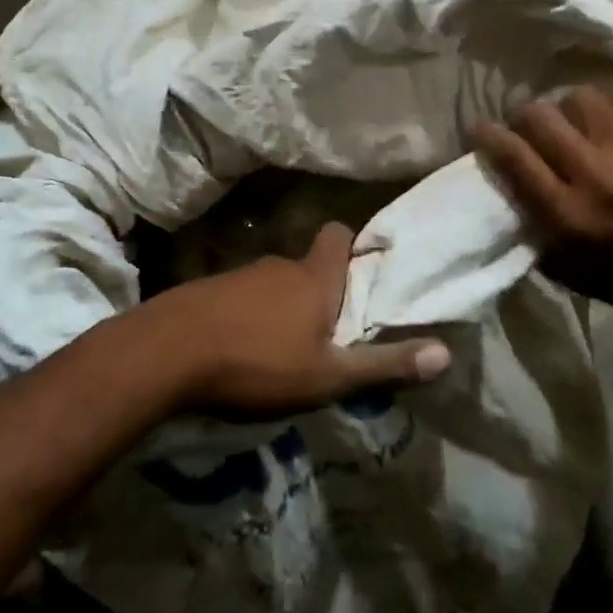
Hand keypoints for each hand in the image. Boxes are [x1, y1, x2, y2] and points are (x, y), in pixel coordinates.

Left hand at [146, 222, 449, 415]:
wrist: (166, 353)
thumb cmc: (257, 363)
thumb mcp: (327, 376)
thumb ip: (384, 366)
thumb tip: (447, 353)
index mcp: (313, 278)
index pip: (339, 236)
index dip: (352, 248)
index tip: (360, 276)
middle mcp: (278, 266)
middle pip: (309, 268)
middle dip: (320, 294)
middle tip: (328, 337)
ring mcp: (238, 275)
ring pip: (273, 286)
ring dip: (282, 311)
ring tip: (282, 354)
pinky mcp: (206, 291)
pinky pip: (240, 299)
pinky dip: (247, 318)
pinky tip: (239, 353)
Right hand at [472, 82, 612, 315]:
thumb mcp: (565, 266)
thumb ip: (533, 224)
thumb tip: (507, 183)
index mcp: (567, 212)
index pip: (514, 156)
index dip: (488, 135)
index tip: (480, 126)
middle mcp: (594, 173)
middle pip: (541, 117)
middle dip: (524, 114)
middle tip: (527, 122)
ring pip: (581, 97)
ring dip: (569, 106)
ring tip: (575, 119)